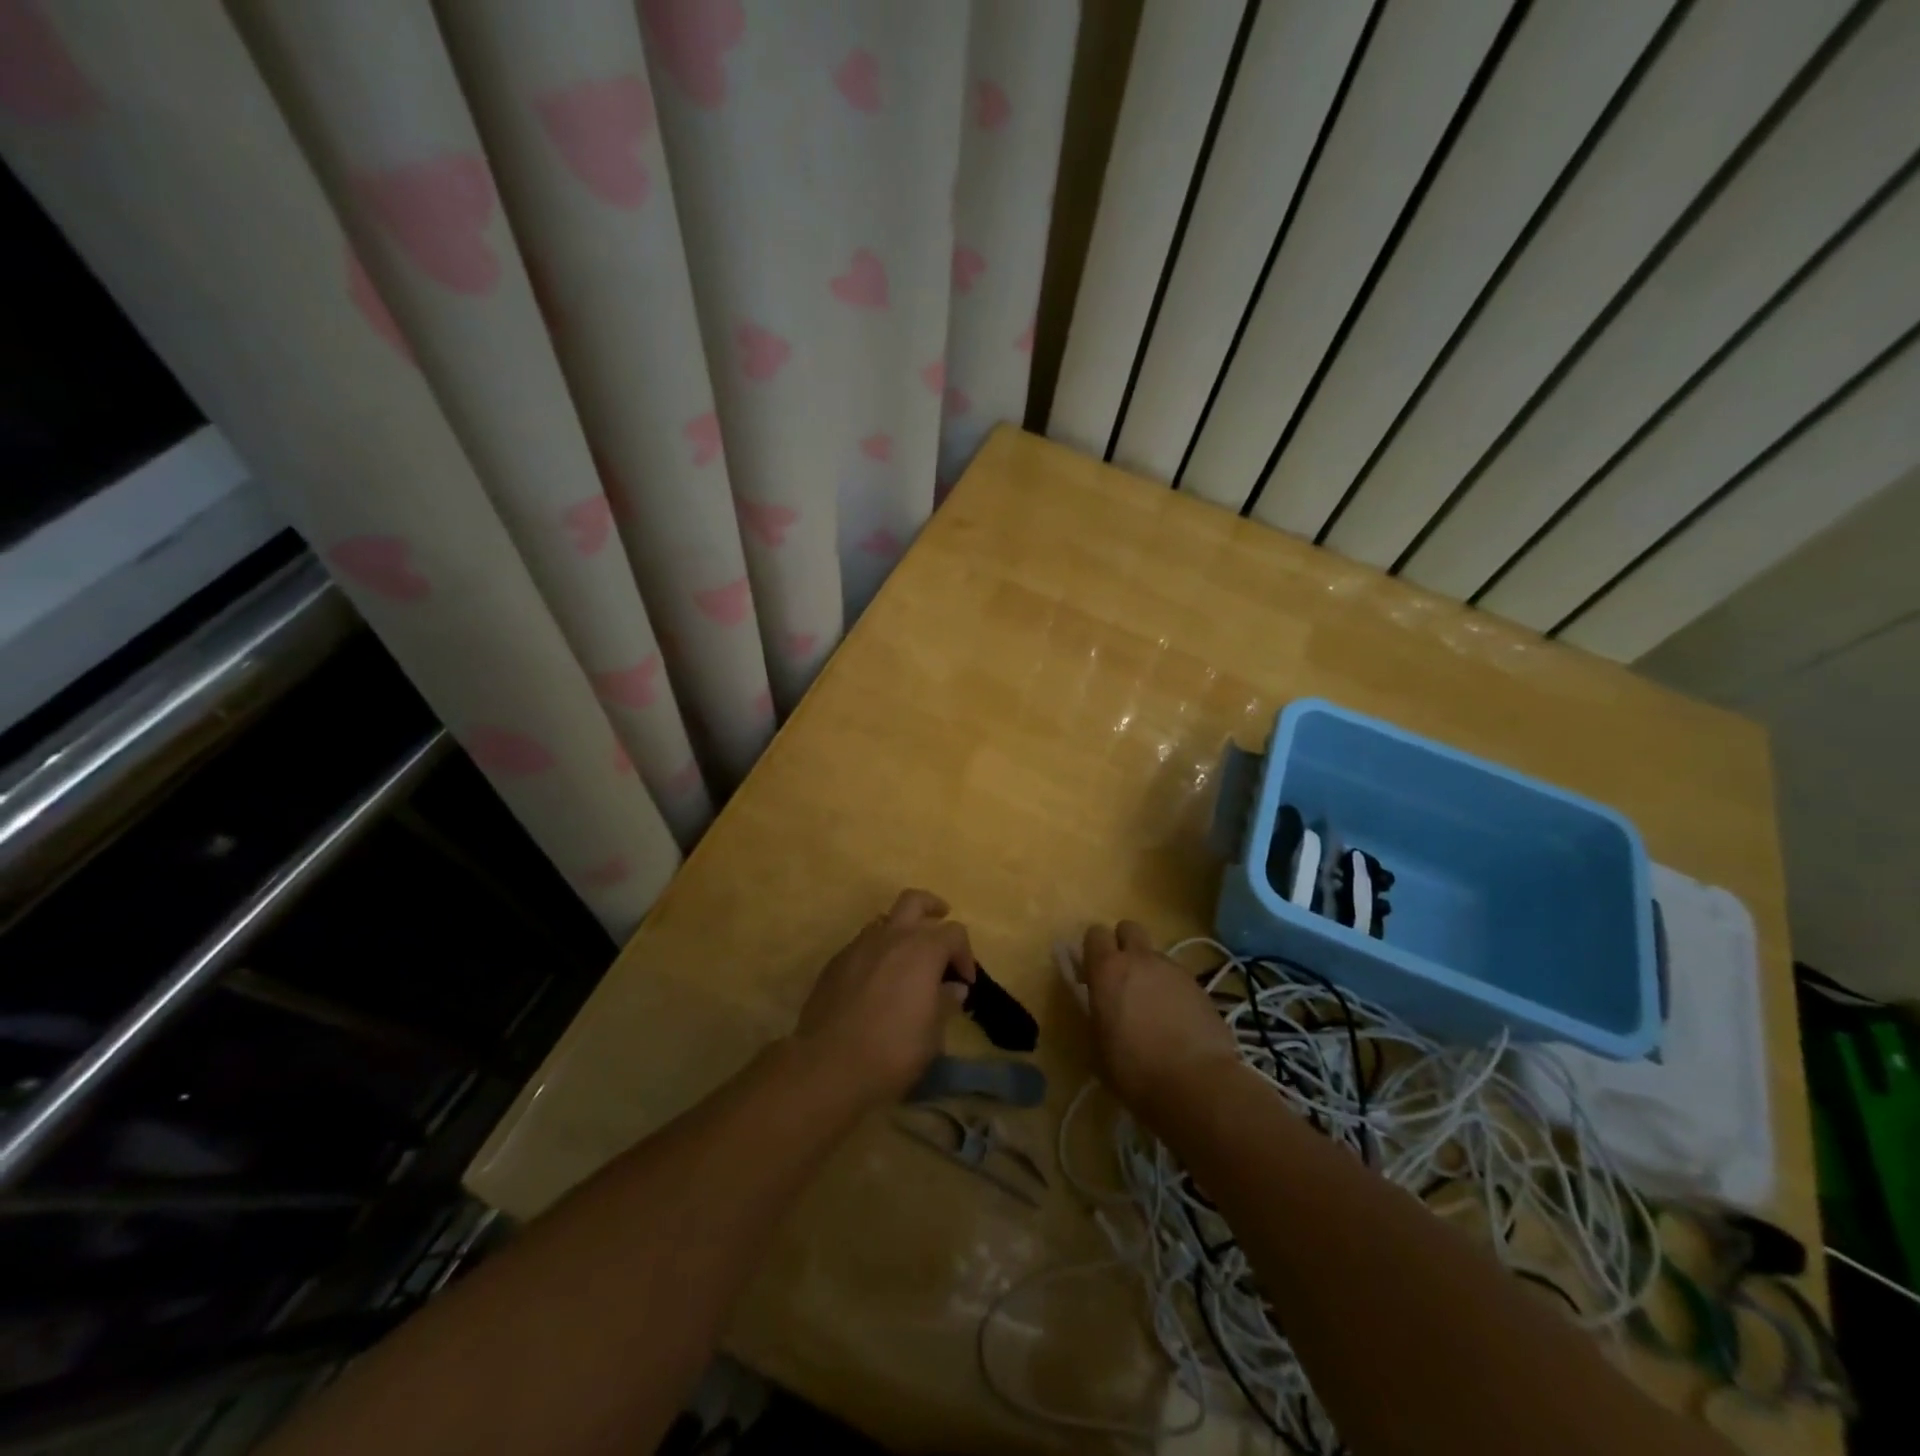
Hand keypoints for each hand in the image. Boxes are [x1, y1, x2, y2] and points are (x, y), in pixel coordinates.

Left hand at [795, 889, 974, 1105]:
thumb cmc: (892, 1050)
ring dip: (900, 930)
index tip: (965, 982)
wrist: (827, 1064)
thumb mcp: (932, 1035)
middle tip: (940, 922)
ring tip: (907, 957)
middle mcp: (891, 936)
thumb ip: (945, 1003)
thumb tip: (953, 987)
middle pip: (914, 901)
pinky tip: (877, 980)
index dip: (965, 954)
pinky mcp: (835, 962)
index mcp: (922, 949)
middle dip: (931, 908)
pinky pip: (863, 944)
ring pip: (885, 920)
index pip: (954, 933)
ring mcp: (859, 945)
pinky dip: (876, 951)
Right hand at [1077, 921, 1240, 1115]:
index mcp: (1108, 969)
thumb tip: (1098, 1003)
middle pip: (1128, 928)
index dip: (1092, 950)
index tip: (1092, 973)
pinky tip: (1176, 1021)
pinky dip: (1173, 990)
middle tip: (1122, 976)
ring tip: (1153, 1006)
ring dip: (1150, 970)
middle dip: (1123, 944)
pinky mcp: (1200, 986)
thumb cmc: (1134, 1069)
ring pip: (1156, 954)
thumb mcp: (1099, 1045)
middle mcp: (1140, 959)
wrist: (1197, 1084)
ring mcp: (1174, 970)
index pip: (1094, 934)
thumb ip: (1096, 1012)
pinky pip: (1178, 977)